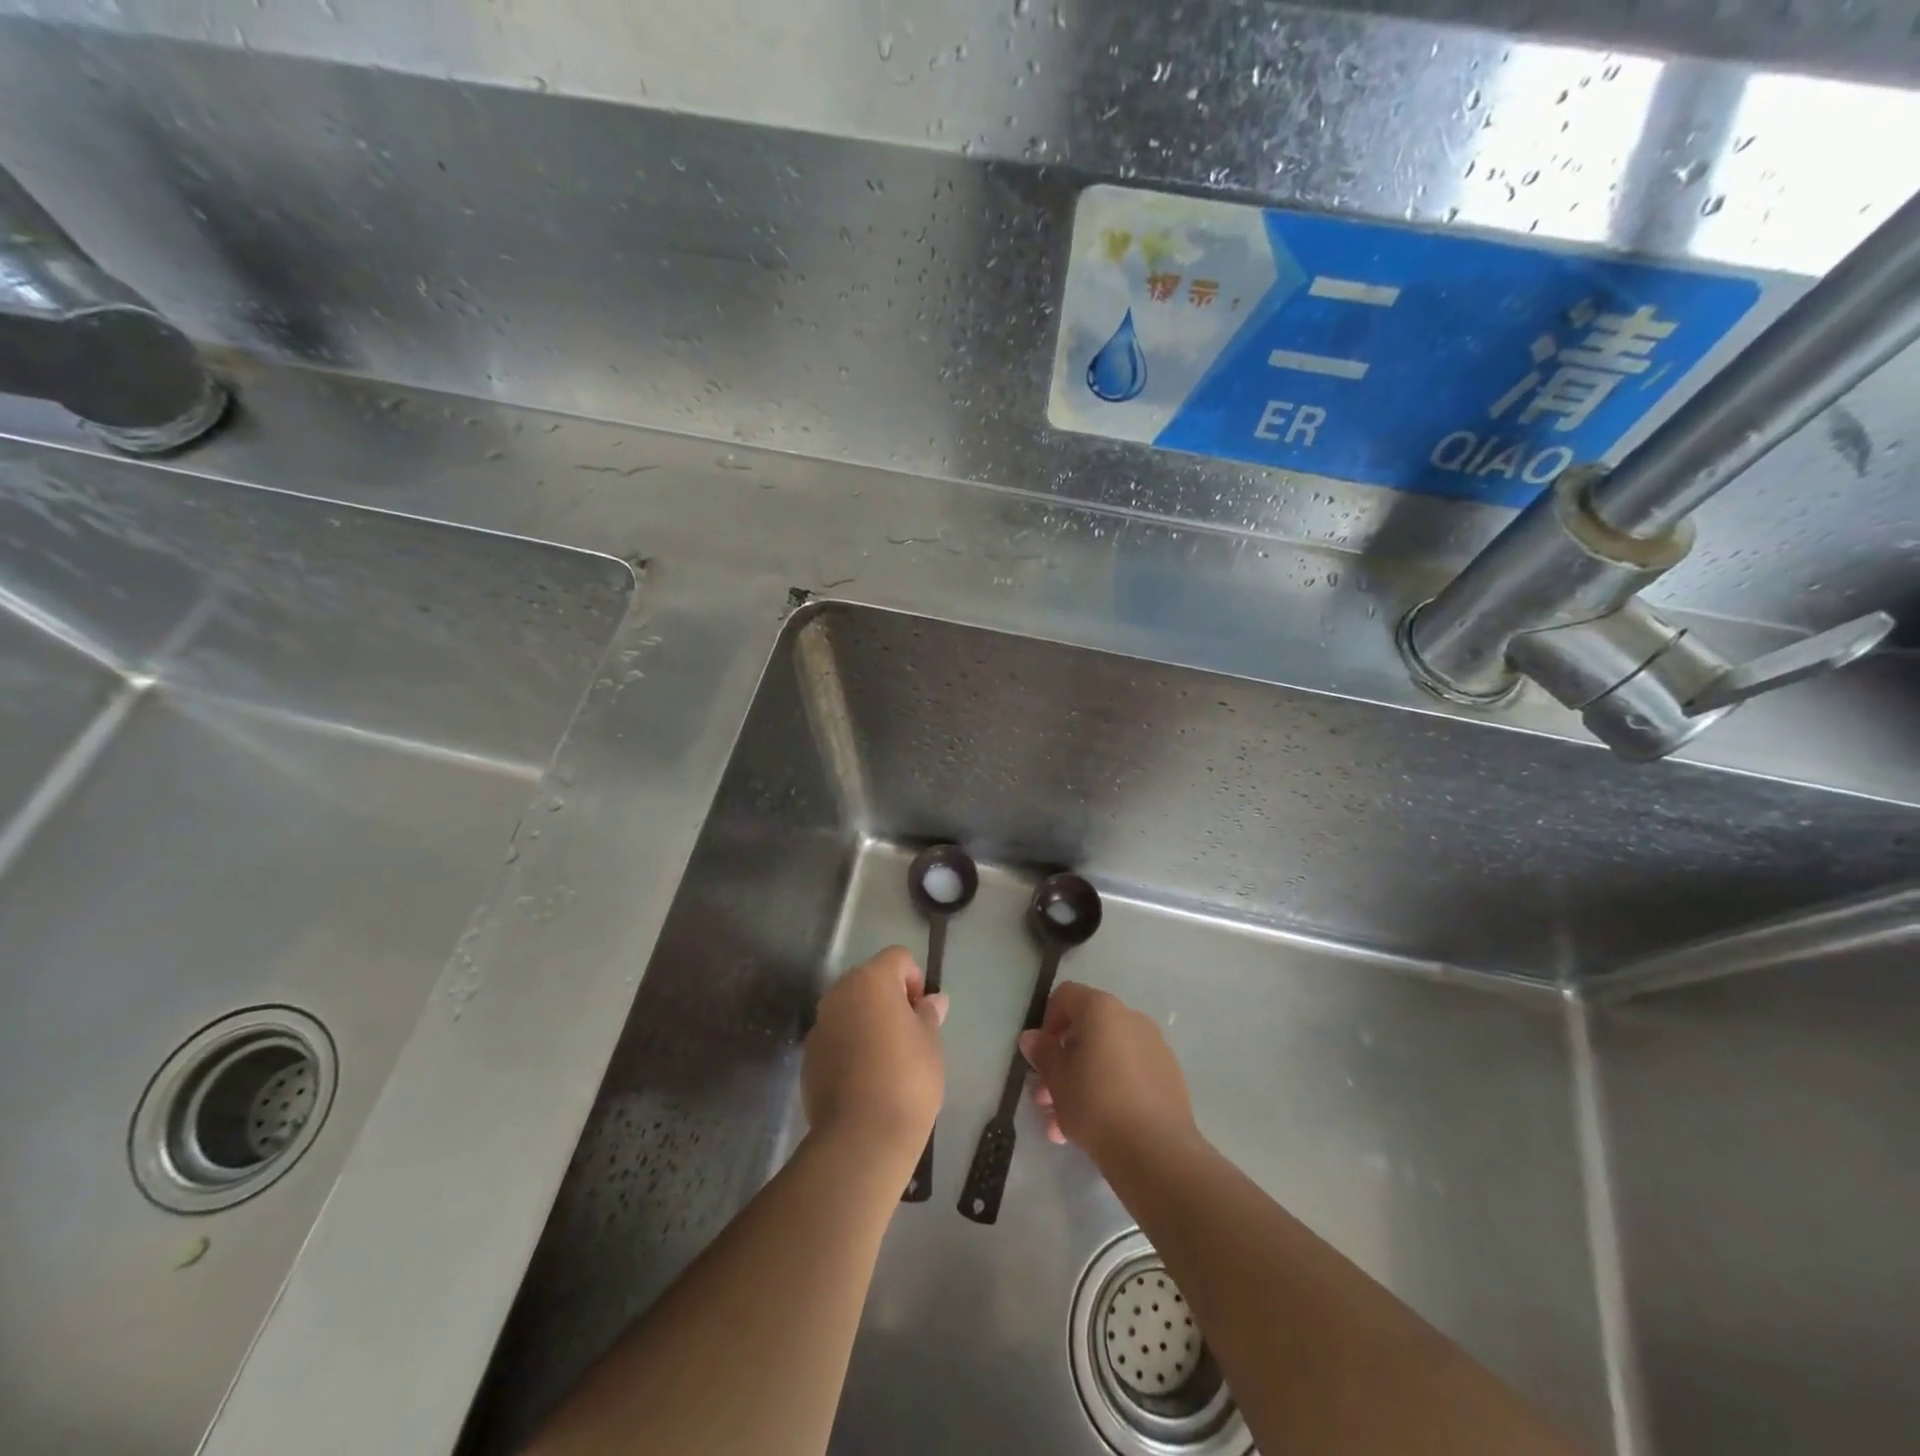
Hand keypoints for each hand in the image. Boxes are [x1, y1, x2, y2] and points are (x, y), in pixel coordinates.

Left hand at [803, 946, 946, 1168]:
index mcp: (871, 980)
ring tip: (887, 1059)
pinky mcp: (808, 1057)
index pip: (897, 958)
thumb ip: (928, 1014)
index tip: (922, 1013)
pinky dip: (849, 1047)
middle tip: (909, 1034)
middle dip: (889, 999)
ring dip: (867, 1022)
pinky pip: (835, 1038)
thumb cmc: (907, 1078)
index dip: (914, 979)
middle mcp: (839, 993)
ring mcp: (819, 1025)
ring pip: (849, 1010)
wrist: (862, 1137)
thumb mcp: (930, 1043)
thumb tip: (932, 1000)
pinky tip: (865, 1079)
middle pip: (869, 980)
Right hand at [1018, 982, 1197, 1163]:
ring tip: (1063, 1125)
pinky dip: (1109, 1090)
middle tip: (1046, 1099)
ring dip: (1081, 1083)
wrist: (1157, 1151)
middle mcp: (1130, 1018)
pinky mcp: (1168, 1076)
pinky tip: (1097, 1128)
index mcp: (1101, 1009)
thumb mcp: (1057, 1079)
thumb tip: (1032, 1038)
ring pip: (1106, 1057)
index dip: (1047, 1021)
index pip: (1065, 996)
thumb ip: (1042, 1053)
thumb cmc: (1096, 1105)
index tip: (1041, 1056)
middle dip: (1062, 1063)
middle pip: (1086, 1031)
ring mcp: (1154, 1047)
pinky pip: (1129, 1074)